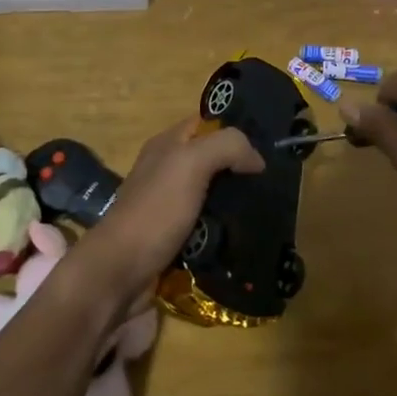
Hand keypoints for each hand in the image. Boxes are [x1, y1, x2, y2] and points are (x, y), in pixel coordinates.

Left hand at [70, 119, 262, 307]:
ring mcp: (171, 206)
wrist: (121, 272)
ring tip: (271, 209)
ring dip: (238, 203)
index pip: (207, 124)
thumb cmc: (155, 211)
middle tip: (275, 181)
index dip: (236, 129)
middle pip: (214, 161)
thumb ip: (227, 146)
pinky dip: (227, 231)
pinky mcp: (177, 238)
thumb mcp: (190, 163)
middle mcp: (168, 171)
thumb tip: (257, 160)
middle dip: (242, 169)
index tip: (269, 144)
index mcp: (166, 145)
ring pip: (215, 196)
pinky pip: (210, 227)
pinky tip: (249, 235)